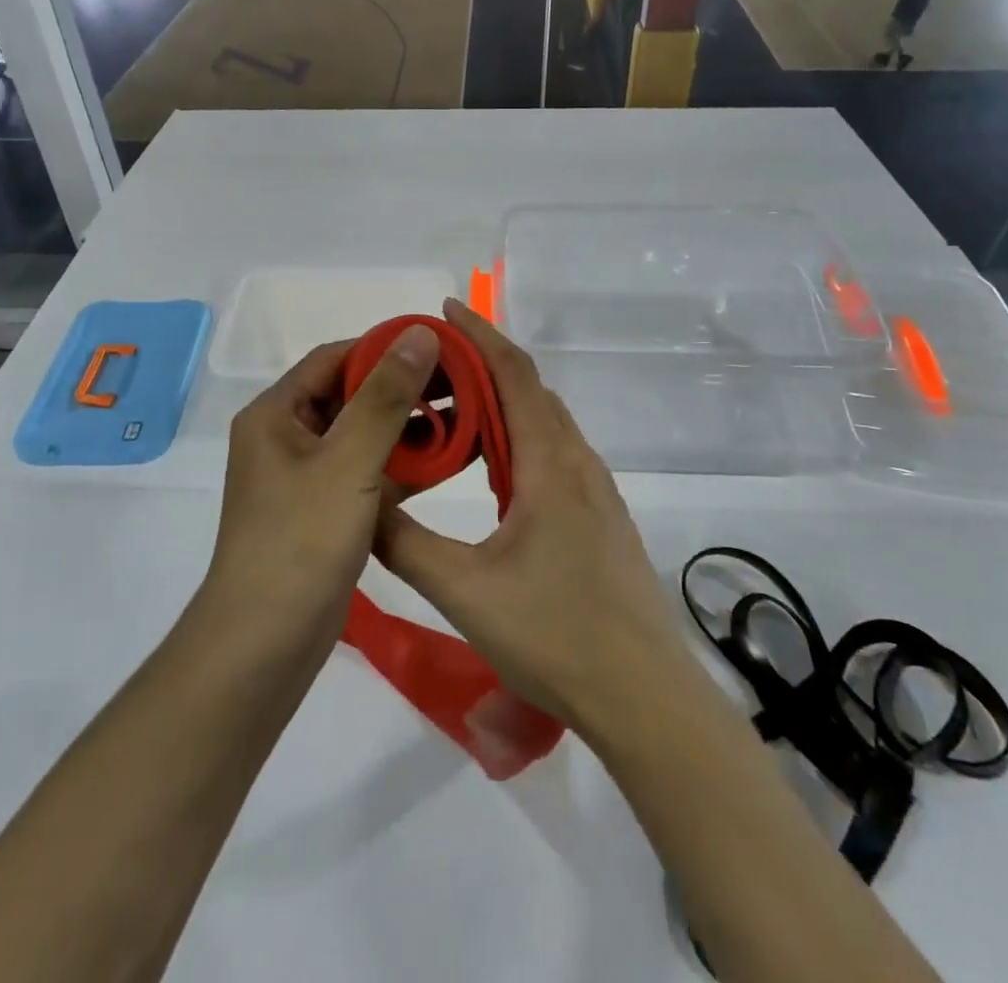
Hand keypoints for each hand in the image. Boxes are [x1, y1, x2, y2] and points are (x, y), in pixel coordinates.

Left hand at [205, 325, 440, 648]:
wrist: (264, 647)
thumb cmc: (301, 542)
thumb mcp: (348, 461)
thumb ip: (386, 396)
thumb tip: (421, 334)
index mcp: (276, 414)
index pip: (335, 358)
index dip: (386, 346)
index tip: (440, 346)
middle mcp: (287, 438)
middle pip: (351, 395)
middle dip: (405, 388)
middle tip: (463, 383)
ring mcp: (307, 478)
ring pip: (365, 436)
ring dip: (410, 427)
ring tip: (467, 416)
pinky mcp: (326, 511)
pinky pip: (369, 473)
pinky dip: (405, 466)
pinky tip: (451, 462)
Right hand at [374, 300, 699, 738]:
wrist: (646, 698)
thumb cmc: (555, 636)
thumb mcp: (464, 591)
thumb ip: (405, 543)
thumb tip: (362, 507)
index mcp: (550, 464)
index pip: (514, 374)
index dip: (479, 335)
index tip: (445, 309)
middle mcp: (578, 464)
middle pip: (531, 390)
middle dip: (484, 364)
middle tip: (433, 365)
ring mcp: (596, 492)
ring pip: (545, 424)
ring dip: (503, 403)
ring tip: (454, 410)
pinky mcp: (601, 518)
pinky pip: (554, 454)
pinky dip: (519, 438)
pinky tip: (493, 470)